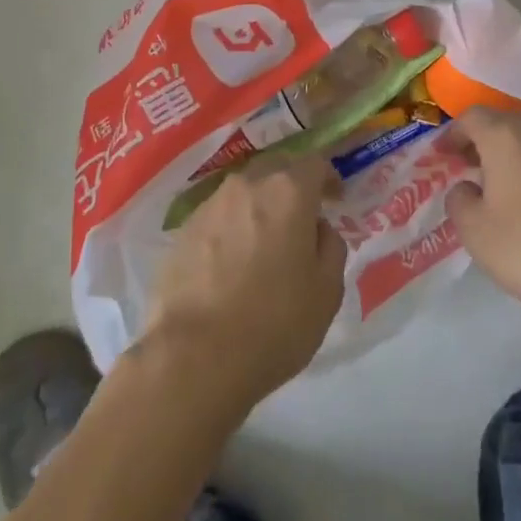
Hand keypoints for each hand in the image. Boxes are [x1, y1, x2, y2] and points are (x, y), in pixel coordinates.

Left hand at [142, 156, 346, 411]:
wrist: (193, 357)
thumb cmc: (273, 323)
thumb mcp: (327, 291)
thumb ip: (332, 247)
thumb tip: (318, 229)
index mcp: (289, 191)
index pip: (315, 163)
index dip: (328, 178)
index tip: (335, 199)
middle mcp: (249, 184)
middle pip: (277, 168)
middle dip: (293, 184)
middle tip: (301, 216)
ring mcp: (212, 204)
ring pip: (245, 190)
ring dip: (260, 205)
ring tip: (265, 240)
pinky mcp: (184, 229)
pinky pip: (219, 215)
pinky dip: (232, 226)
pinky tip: (232, 260)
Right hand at [442, 109, 520, 320]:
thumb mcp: (476, 232)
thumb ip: (459, 202)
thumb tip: (466, 188)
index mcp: (504, 133)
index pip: (470, 118)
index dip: (453, 134)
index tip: (443, 155)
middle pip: (501, 124)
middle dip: (482, 143)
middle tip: (468, 168)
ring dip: (510, 155)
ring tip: (500, 186)